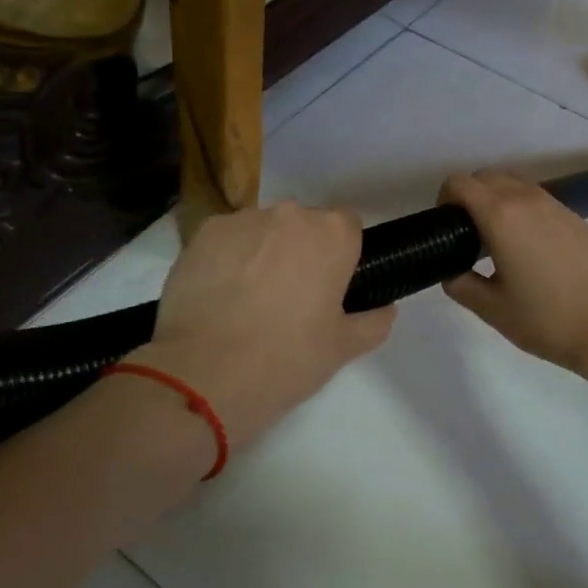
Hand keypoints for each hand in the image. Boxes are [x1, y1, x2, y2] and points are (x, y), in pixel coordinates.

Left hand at [129, 202, 394, 446]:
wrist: (204, 373)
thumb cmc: (287, 358)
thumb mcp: (344, 348)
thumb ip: (375, 320)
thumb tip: (385, 307)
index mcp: (332, 234)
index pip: (348, 227)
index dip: (341, 255)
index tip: (330, 287)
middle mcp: (290, 214)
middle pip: (304, 225)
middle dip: (301, 251)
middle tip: (291, 298)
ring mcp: (242, 220)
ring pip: (263, 230)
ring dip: (263, 253)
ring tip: (248, 301)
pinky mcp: (202, 234)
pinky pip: (227, 241)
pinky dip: (227, 260)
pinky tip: (220, 298)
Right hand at [439, 171, 587, 376]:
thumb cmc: (545, 319)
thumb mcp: (491, 309)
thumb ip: (460, 283)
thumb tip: (451, 270)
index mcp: (501, 216)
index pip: (460, 182)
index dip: (444, 198)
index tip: (445, 226)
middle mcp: (527, 199)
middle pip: (487, 176)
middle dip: (469, 195)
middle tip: (467, 233)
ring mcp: (556, 205)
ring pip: (514, 183)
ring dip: (497, 199)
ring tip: (497, 239)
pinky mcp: (575, 217)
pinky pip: (538, 199)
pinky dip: (522, 209)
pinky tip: (529, 247)